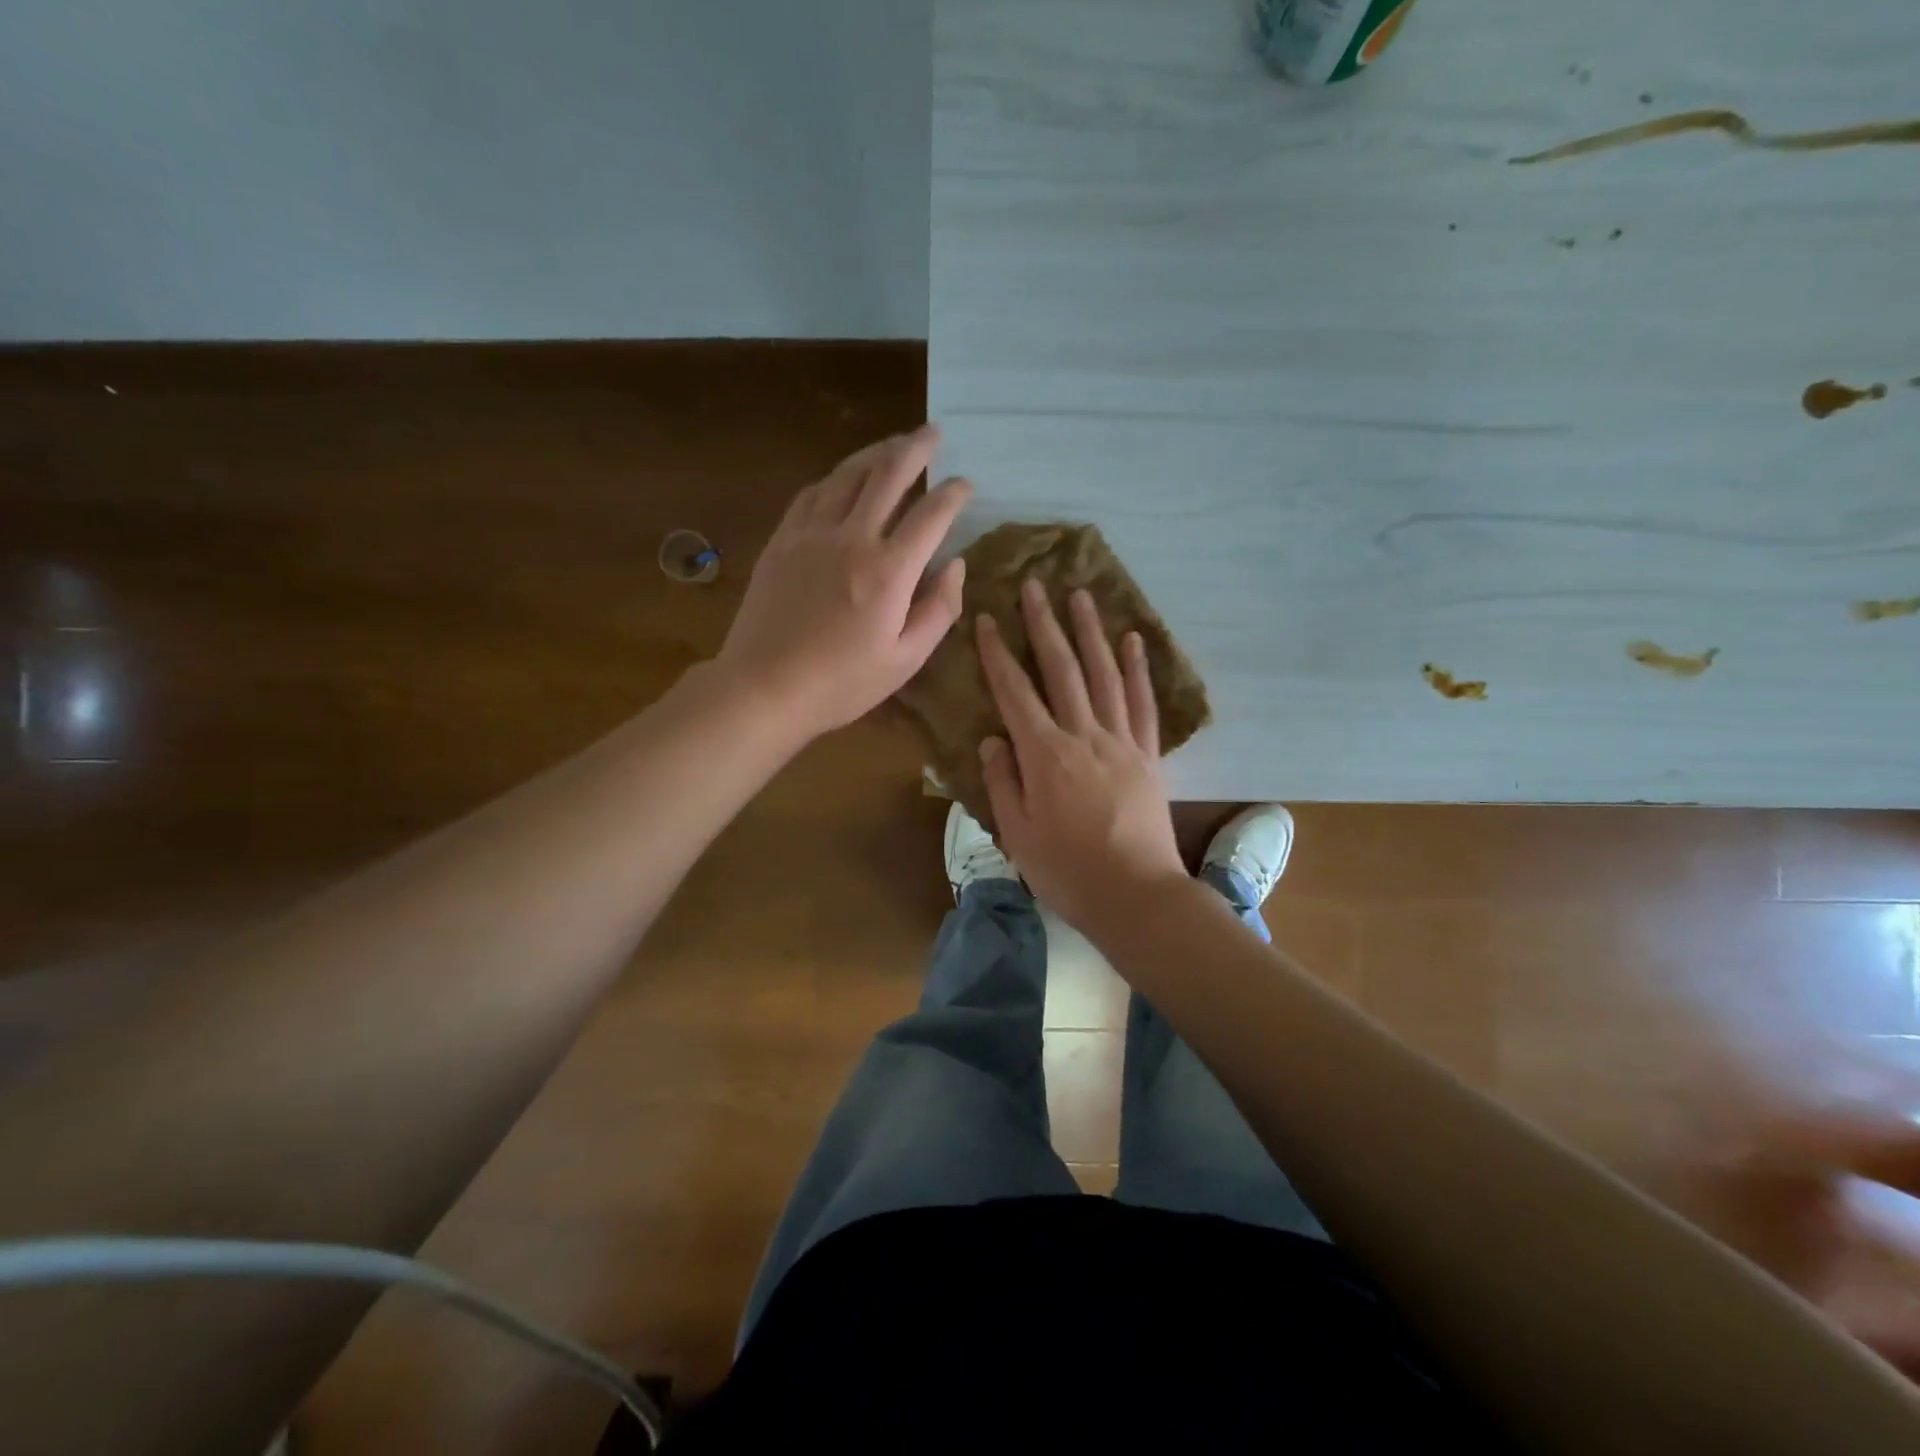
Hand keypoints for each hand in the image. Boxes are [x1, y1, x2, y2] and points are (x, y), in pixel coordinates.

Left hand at [714, 425, 970, 741]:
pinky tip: (843, 477)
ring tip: (894, 444)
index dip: (954, 493)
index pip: (931, 514)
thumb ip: (939, 610)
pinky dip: (836, 477)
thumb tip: (956, 566)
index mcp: (889, 571)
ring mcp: (811, 534)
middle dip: (916, 448)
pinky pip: (812, 493)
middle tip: (934, 433)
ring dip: (875, 453)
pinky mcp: (782, 540)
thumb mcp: (905, 660)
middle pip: (888, 474)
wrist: (764, 687)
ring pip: (847, 474)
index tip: (966, 484)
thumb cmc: (841, 683)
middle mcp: (852, 538)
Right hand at [976, 578, 1186, 933]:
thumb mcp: (1017, 833)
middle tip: (1035, 585)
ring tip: (1082, 595)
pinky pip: (1143, 702)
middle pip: (1062, 669)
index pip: (1015, 692)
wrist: (1135, 895)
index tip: (989, 618)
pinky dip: (1139, 668)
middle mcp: (1082, 735)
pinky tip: (1133, 640)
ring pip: (1104, 674)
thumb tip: (993, 738)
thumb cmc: (1066, 870)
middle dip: (1045, 624)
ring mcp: (1120, 741)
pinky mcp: (1148, 754)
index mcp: (1044, 754)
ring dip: (1091, 632)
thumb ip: (1002, 781)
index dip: (999, 653)